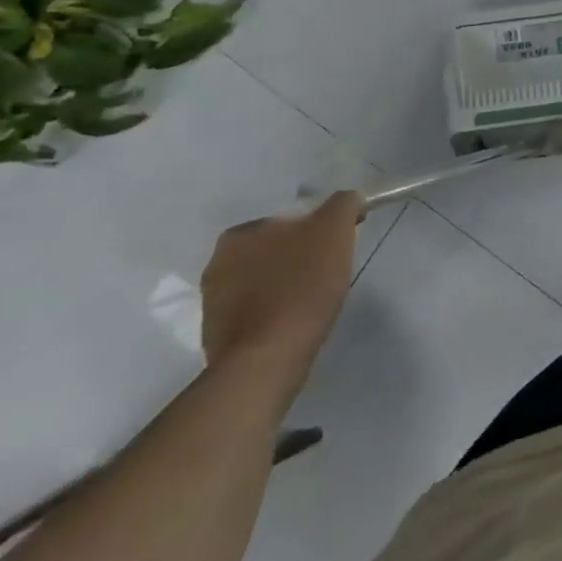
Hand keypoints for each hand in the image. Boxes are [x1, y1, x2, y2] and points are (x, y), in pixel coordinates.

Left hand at [200, 192, 360, 409]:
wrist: (267, 360)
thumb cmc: (302, 286)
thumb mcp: (334, 229)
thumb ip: (343, 204)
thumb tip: (347, 200)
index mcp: (239, 234)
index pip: (292, 220)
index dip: (322, 229)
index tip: (341, 245)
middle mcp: (217, 263)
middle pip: (278, 250)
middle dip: (302, 257)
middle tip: (330, 272)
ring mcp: (213, 303)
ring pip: (266, 280)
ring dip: (288, 284)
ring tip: (315, 301)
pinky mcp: (218, 336)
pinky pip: (258, 310)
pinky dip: (277, 312)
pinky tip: (295, 322)